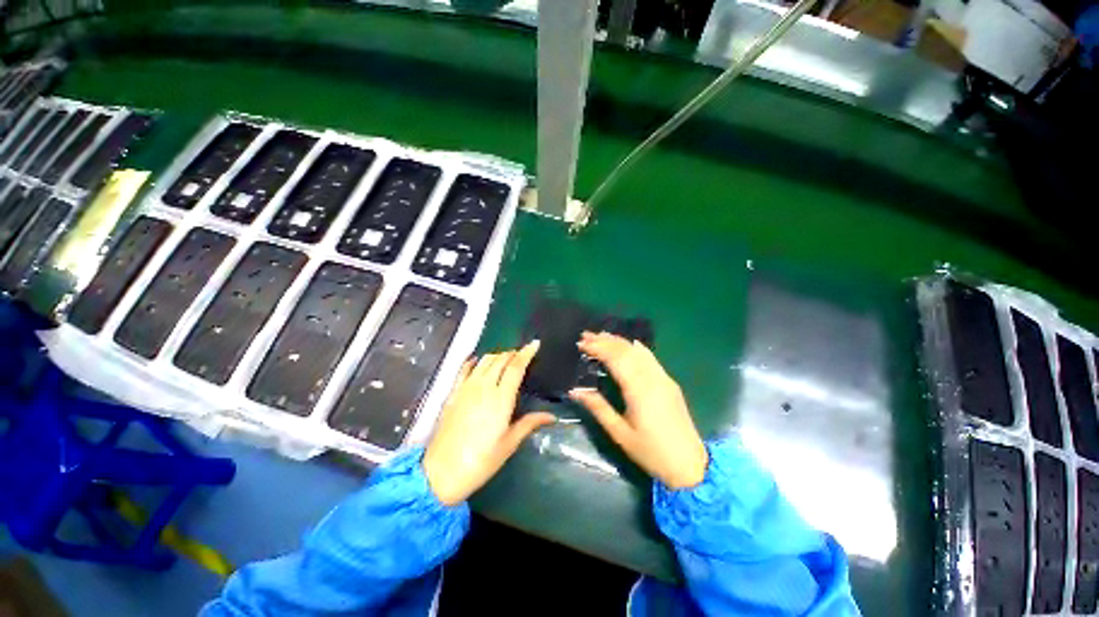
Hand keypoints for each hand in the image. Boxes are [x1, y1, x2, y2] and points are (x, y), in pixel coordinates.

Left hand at [423, 341, 555, 505]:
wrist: (441, 472)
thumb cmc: (481, 461)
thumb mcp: (509, 444)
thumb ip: (530, 424)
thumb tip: (552, 416)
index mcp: (501, 398)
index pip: (516, 367)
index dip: (526, 353)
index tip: (534, 344)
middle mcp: (484, 387)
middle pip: (500, 359)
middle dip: (513, 353)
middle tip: (522, 354)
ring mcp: (466, 388)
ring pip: (484, 361)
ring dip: (497, 355)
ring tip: (505, 358)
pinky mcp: (453, 393)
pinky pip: (464, 369)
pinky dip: (474, 361)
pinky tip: (478, 361)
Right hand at [570, 332, 707, 488]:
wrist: (690, 464)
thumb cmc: (651, 452)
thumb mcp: (620, 433)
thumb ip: (598, 408)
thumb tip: (575, 390)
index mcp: (639, 389)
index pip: (615, 359)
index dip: (598, 348)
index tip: (581, 343)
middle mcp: (652, 378)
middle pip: (626, 350)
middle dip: (605, 340)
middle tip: (586, 335)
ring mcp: (663, 378)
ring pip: (639, 351)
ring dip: (619, 341)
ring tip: (601, 335)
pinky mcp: (669, 382)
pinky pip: (650, 357)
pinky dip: (636, 348)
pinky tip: (629, 343)